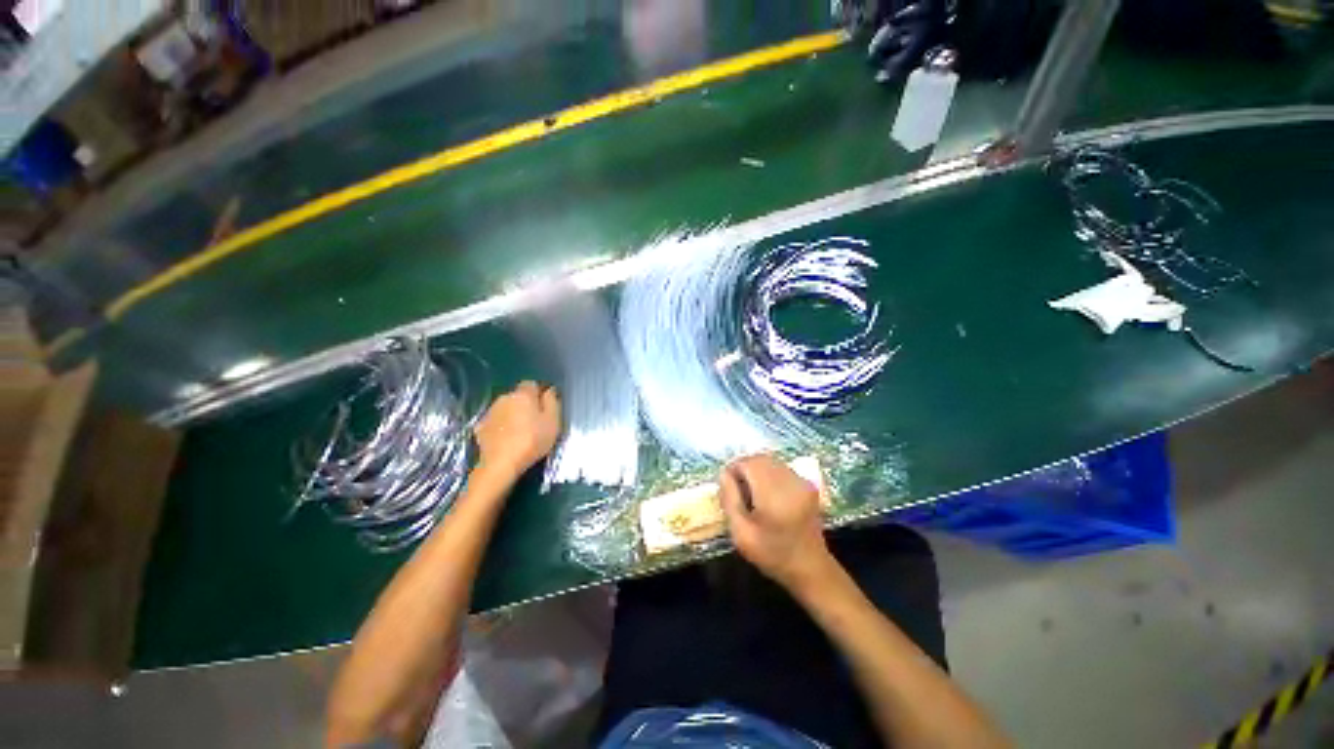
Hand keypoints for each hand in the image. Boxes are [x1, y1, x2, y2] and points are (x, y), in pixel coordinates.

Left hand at [473, 381, 561, 480]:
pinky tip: (506, 439)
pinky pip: (495, 422)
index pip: (531, 384)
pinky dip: (500, 427)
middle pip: (517, 396)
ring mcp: (490, 412)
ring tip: (520, 432)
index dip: (539, 393)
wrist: (500, 464)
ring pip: (505, 408)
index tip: (545, 407)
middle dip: (525, 404)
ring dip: (512, 415)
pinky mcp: (480, 428)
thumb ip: (552, 402)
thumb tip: (550, 390)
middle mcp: (504, 398)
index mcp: (523, 395)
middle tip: (535, 421)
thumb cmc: (532, 440)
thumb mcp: (553, 421)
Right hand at [719, 454, 833, 591]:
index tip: (728, 486)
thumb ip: (730, 500)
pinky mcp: (807, 485)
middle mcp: (790, 482)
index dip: (734, 469)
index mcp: (773, 494)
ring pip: (771, 461)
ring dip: (757, 469)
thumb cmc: (772, 554)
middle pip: (760, 459)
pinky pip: (782, 468)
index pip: (749, 463)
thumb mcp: (741, 533)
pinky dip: (769, 473)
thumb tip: (723, 474)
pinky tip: (767, 493)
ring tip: (751, 490)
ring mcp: (802, 482)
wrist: (810, 568)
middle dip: (745, 467)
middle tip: (737, 487)